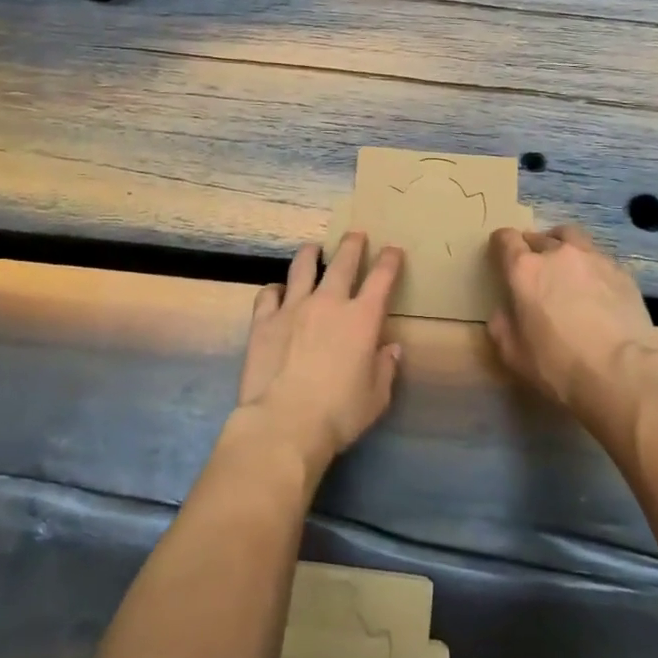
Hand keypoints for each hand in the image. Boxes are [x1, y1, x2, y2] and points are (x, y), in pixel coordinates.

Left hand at [234, 233, 404, 474]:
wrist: (284, 422)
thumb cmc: (339, 413)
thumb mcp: (376, 397)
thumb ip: (385, 368)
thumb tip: (391, 349)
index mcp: (362, 318)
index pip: (382, 278)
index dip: (390, 260)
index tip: (393, 250)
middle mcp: (328, 303)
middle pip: (343, 262)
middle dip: (352, 244)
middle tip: (355, 234)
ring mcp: (293, 307)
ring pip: (302, 267)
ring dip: (310, 254)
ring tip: (313, 248)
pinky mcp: (264, 320)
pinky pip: (268, 293)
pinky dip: (275, 289)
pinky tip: (277, 291)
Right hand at [487, 223, 657, 432]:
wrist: (622, 373)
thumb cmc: (558, 365)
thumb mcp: (513, 354)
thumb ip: (502, 325)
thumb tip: (505, 312)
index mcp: (525, 270)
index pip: (506, 239)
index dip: (501, 244)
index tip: (500, 254)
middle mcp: (558, 254)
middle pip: (539, 237)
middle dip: (532, 248)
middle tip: (534, 268)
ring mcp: (593, 259)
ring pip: (572, 238)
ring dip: (562, 246)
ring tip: (565, 265)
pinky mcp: (622, 272)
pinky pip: (599, 259)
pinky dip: (590, 266)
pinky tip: (596, 287)